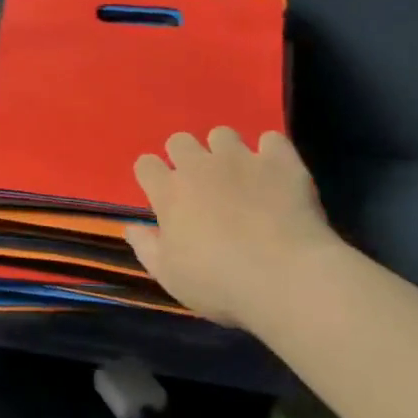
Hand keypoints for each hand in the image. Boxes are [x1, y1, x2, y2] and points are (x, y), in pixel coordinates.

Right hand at [124, 128, 342, 331]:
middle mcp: (200, 166)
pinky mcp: (280, 161)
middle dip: (184, 157)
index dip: (152, 176)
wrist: (286, 278)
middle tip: (199, 185)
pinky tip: (274, 173)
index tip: (161, 195)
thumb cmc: (219, 283)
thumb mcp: (169, 276)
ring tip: (238, 176)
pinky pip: (271, 140)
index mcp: (169, 192)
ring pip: (222, 134)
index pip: (145, 164)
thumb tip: (131, 228)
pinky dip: (270, 154)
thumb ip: (146, 247)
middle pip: (179, 140)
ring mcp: (241, 159)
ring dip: (224, 151)